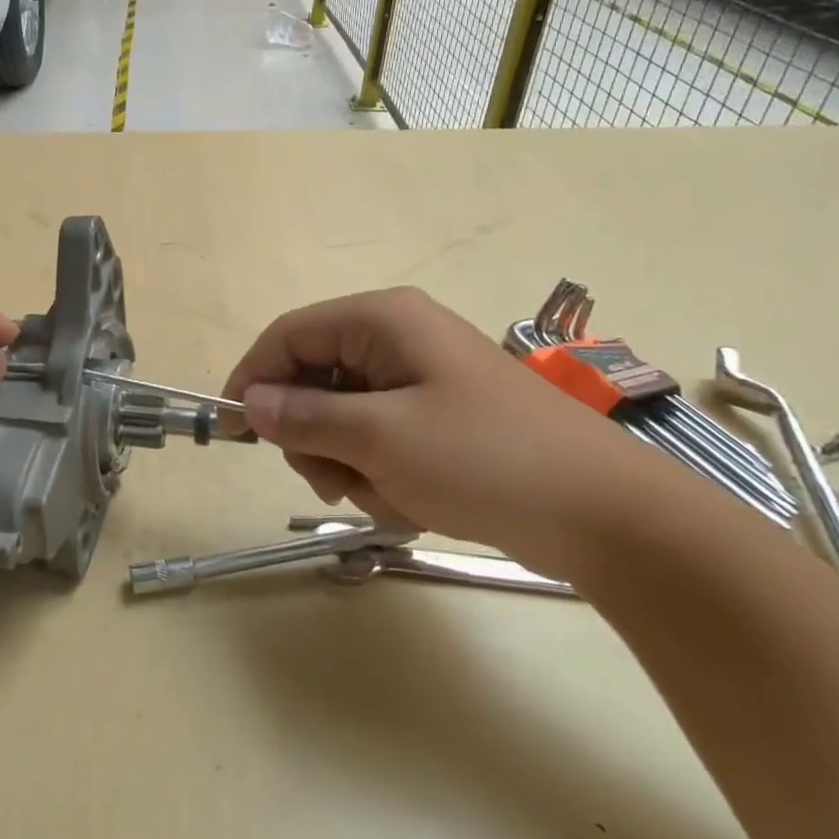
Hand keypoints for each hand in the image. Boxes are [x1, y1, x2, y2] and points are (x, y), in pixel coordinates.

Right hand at [223, 288, 687, 578]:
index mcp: (382, 320)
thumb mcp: (380, 438)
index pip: (289, 335)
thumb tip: (248, 403)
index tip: (233, 432)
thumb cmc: (485, 460)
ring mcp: (419, 380)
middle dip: (313, 435)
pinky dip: (379, 473)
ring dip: (347, 462)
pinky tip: (411, 499)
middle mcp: (396, 339)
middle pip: (312, 378)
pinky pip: (377, 439)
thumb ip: (303, 417)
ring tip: (385, 495)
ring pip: (341, 417)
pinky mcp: (437, 418)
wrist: (606, 517)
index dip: (253, 379)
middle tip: (332, 478)